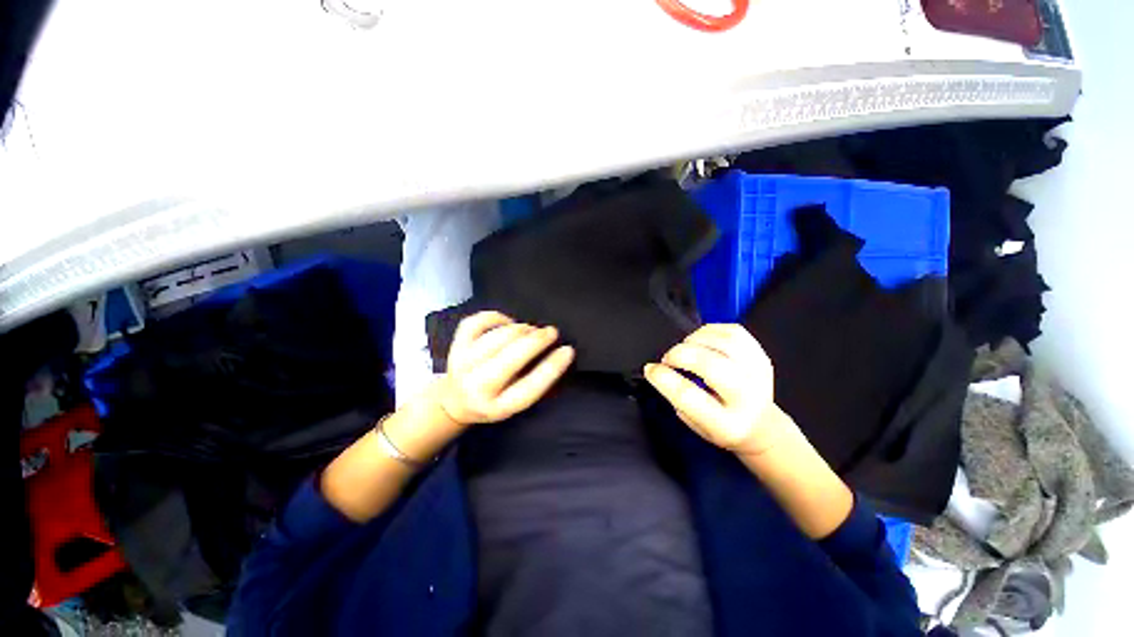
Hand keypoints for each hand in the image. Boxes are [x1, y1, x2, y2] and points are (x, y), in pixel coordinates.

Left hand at [435, 311, 574, 426]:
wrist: (454, 402)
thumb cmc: (493, 400)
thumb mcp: (515, 402)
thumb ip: (534, 382)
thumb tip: (554, 352)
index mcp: (499, 407)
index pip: (531, 386)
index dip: (553, 366)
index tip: (568, 350)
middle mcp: (478, 387)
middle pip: (513, 357)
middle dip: (538, 339)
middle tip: (551, 332)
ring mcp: (463, 365)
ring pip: (498, 337)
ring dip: (521, 329)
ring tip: (530, 330)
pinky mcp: (455, 346)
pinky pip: (476, 323)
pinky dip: (496, 317)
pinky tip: (507, 321)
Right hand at [644, 324, 791, 455]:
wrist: (760, 425)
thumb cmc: (721, 426)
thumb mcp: (694, 424)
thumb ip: (676, 397)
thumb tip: (658, 369)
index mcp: (726, 424)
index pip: (688, 395)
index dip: (663, 377)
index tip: (650, 369)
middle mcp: (746, 398)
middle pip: (710, 365)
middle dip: (679, 355)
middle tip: (668, 359)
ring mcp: (758, 374)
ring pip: (723, 343)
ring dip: (694, 340)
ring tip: (685, 349)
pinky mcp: (761, 356)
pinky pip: (733, 332)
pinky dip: (710, 331)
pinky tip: (701, 340)